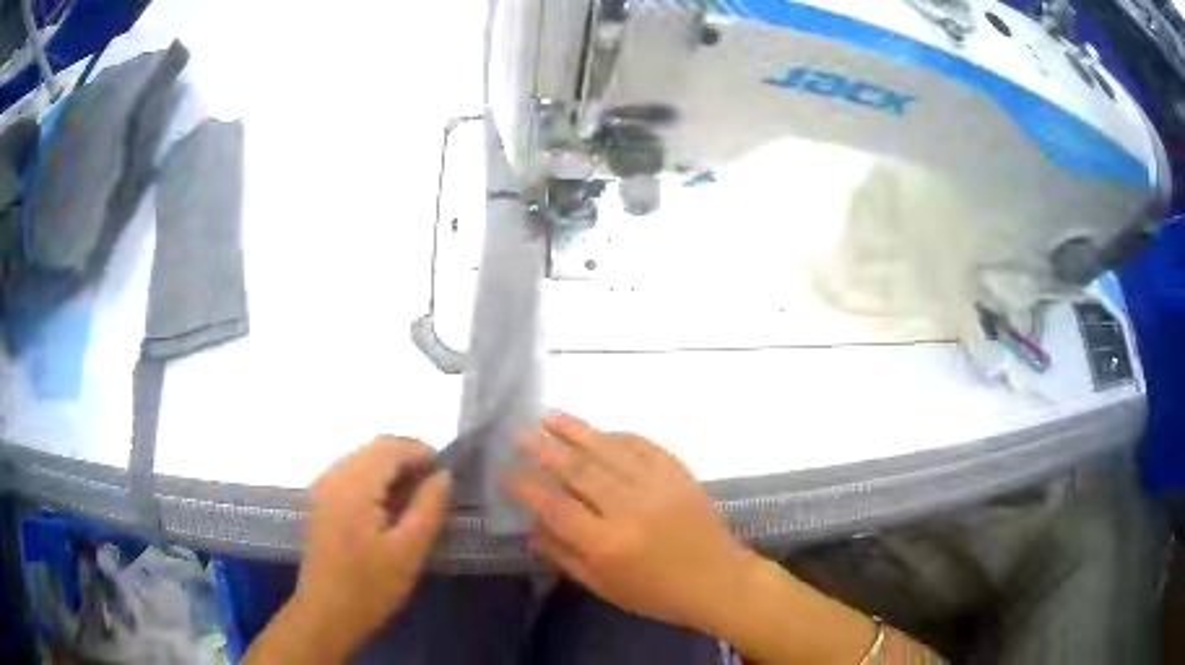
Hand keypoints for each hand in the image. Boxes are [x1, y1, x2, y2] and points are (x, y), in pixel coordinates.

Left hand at [248, 436, 450, 663]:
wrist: (326, 614)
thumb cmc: (370, 587)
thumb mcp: (409, 552)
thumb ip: (429, 507)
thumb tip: (444, 475)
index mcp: (353, 485)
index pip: (391, 446)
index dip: (423, 452)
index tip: (449, 474)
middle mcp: (333, 475)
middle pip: (375, 448)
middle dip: (409, 458)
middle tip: (437, 487)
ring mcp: (323, 487)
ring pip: (364, 459)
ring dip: (393, 469)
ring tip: (418, 498)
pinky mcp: (321, 501)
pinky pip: (352, 474)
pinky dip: (376, 480)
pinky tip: (390, 508)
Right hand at [506, 413, 754, 633]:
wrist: (718, 580)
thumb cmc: (656, 593)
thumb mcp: (603, 586)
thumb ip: (564, 555)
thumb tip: (531, 525)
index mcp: (607, 543)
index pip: (556, 507)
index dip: (526, 486)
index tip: (505, 470)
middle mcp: (629, 508)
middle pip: (578, 470)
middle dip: (543, 448)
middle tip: (518, 431)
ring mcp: (657, 486)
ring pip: (608, 449)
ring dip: (575, 430)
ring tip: (547, 415)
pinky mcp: (678, 473)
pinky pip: (642, 445)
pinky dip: (616, 435)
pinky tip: (598, 430)